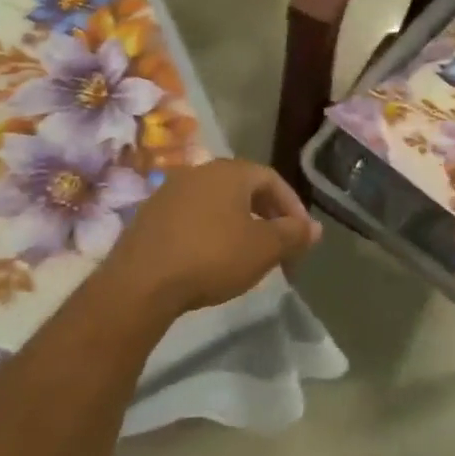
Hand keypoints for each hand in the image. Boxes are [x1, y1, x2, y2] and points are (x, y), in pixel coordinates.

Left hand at [101, 159, 321, 316]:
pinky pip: (191, 218)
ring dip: (238, 225)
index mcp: (229, 171)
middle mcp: (198, 172)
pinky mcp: (149, 217)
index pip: (272, 179)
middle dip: (267, 217)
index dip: (293, 207)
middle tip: (278, 248)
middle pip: (244, 189)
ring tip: (247, 257)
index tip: (301, 237)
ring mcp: (169, 192)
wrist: (140, 284)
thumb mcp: (264, 248)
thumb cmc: (212, 257)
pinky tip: (211, 260)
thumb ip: (293, 234)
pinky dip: (210, 233)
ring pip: (217, 204)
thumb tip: (314, 228)